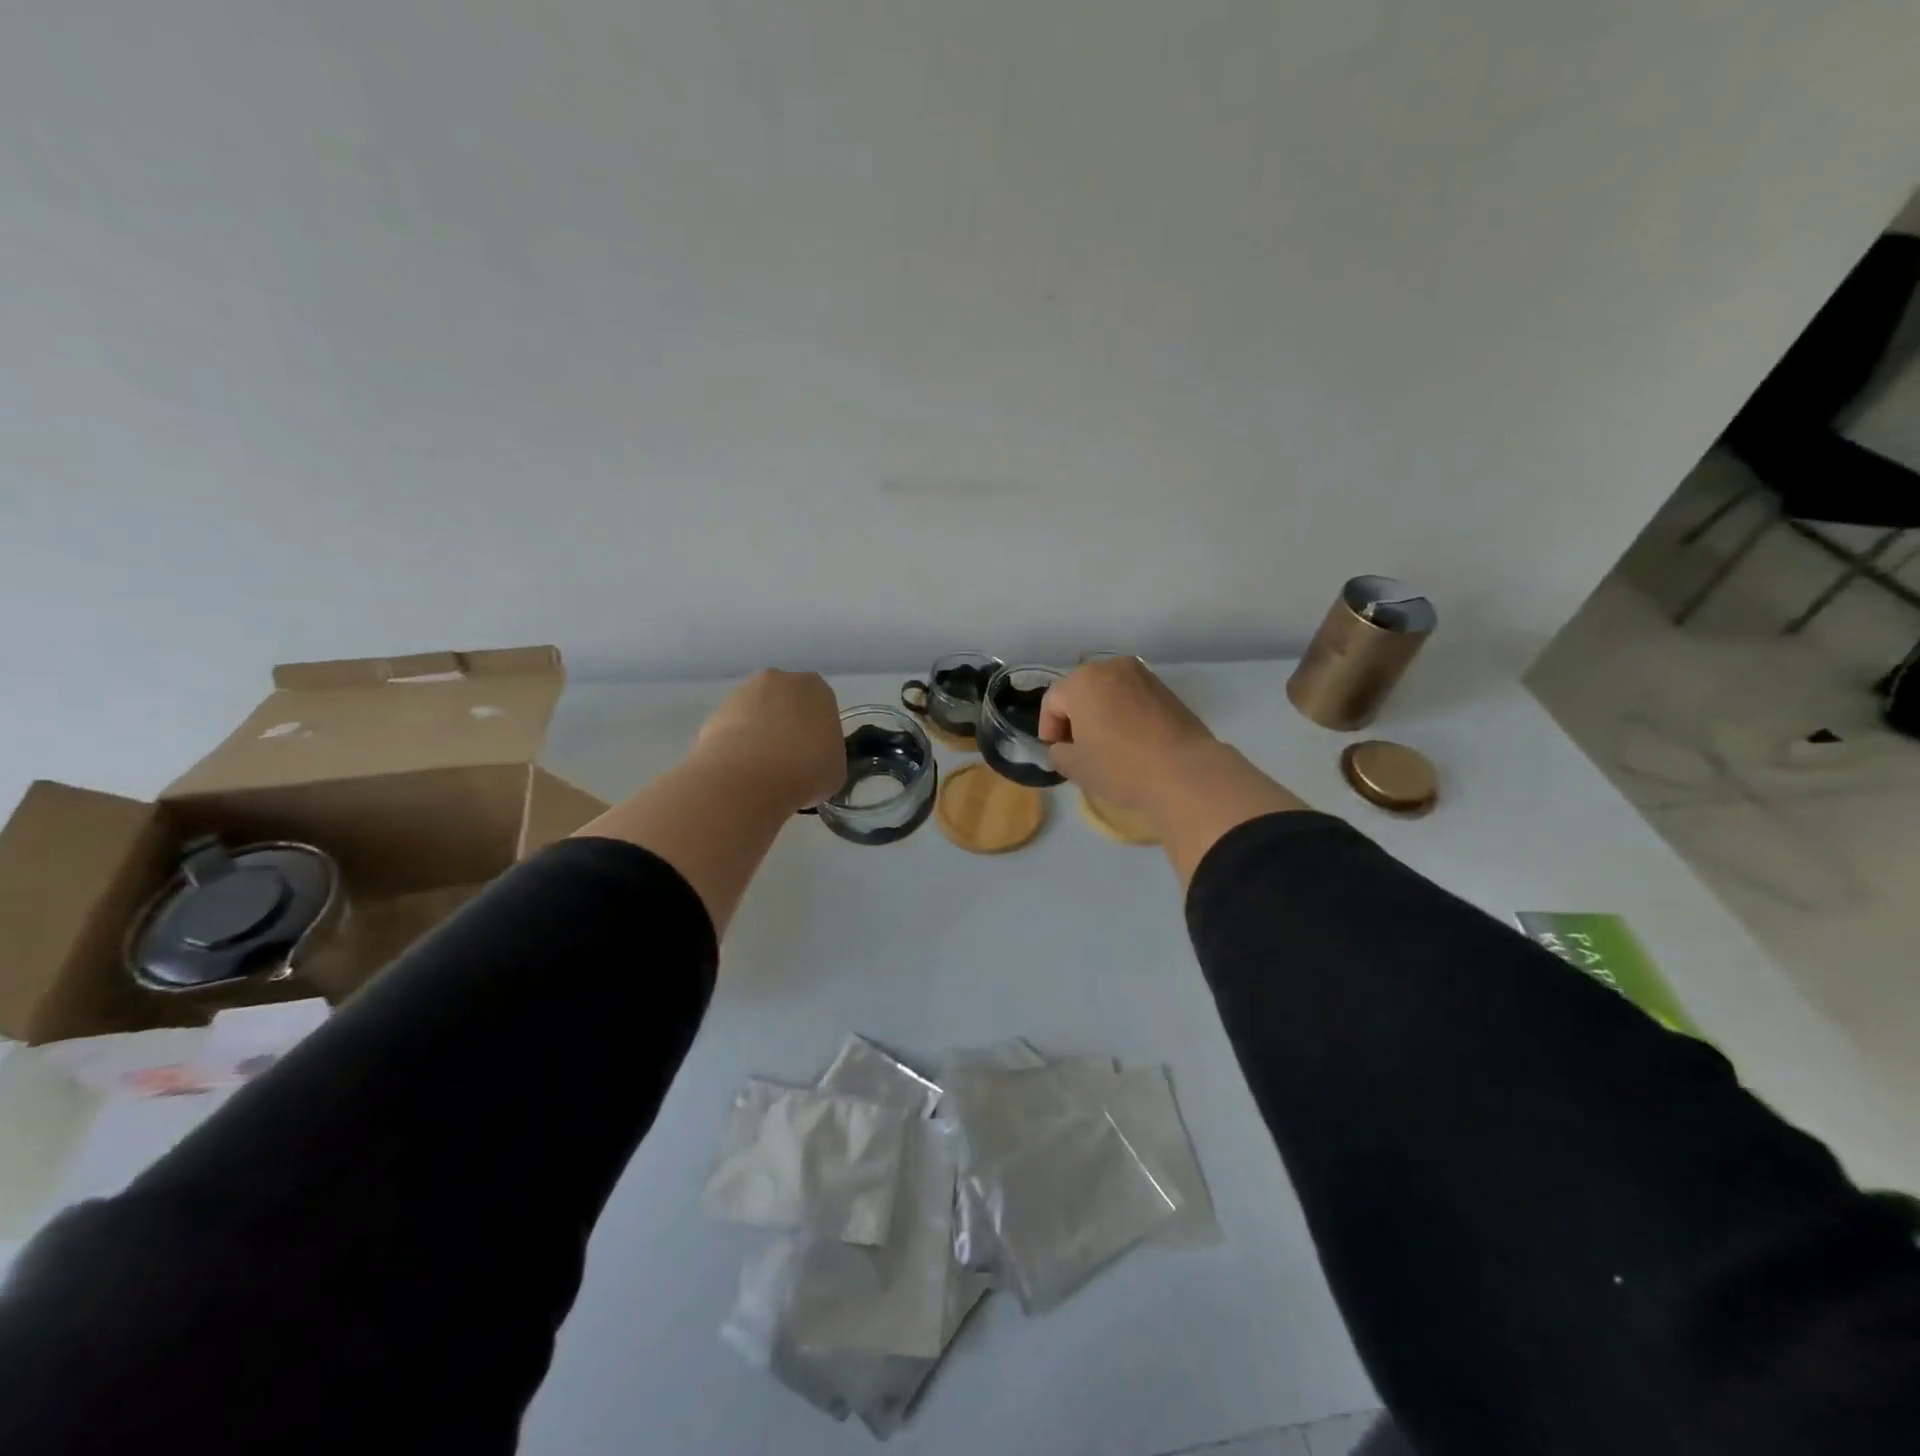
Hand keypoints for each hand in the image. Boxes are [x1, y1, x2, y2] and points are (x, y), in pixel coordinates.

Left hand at [693, 670, 844, 813]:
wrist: (749, 777)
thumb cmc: (807, 769)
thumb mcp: (836, 769)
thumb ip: (827, 755)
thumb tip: (813, 762)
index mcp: (816, 688)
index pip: (820, 707)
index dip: (817, 734)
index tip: (814, 757)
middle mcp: (779, 680)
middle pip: (786, 703)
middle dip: (786, 727)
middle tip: (788, 763)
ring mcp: (742, 693)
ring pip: (756, 715)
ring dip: (759, 735)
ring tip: (761, 772)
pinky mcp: (714, 713)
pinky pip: (732, 730)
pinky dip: (736, 747)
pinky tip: (741, 772)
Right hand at [1038, 657, 1216, 814]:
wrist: (1185, 771)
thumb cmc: (1120, 766)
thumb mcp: (1075, 767)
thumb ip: (1058, 753)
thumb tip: (1063, 747)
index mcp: (1082, 681)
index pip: (1052, 701)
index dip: (1048, 729)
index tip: (1056, 753)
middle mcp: (1111, 667)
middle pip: (1081, 691)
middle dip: (1074, 717)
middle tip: (1078, 749)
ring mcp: (1143, 675)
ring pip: (1108, 693)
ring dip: (1101, 714)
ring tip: (1105, 745)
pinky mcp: (1166, 689)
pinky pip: (1132, 699)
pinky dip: (1124, 714)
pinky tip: (1130, 741)